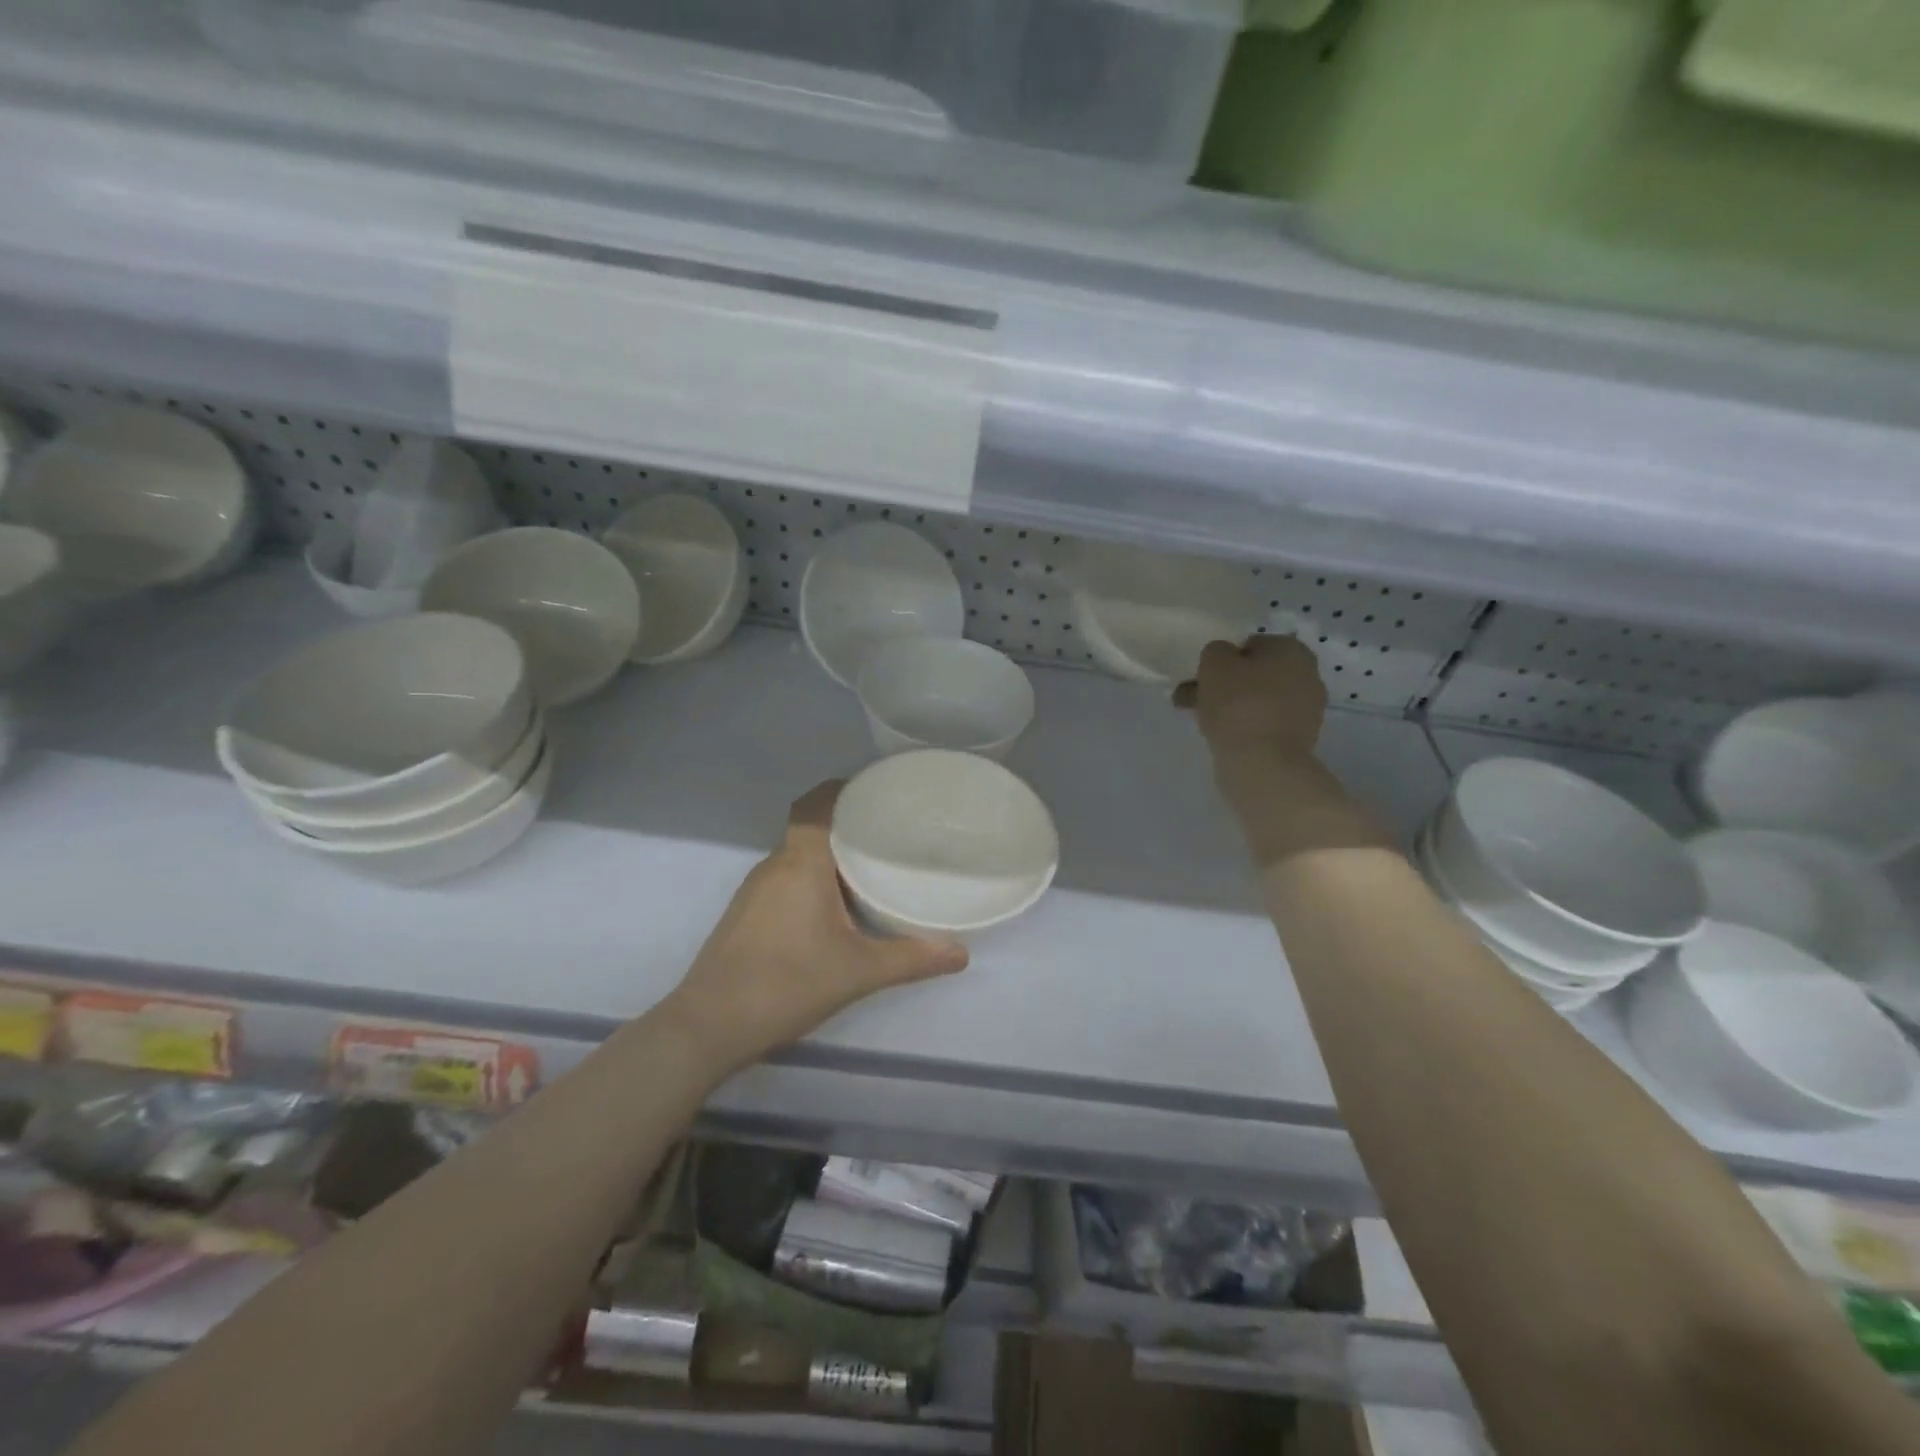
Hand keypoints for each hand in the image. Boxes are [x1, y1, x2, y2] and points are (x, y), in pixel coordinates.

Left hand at [667, 781, 969, 1072]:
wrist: (708, 1026)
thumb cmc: (787, 983)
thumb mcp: (859, 972)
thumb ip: (912, 958)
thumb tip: (961, 954)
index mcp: (801, 863)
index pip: (817, 804)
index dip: (843, 789)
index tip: (877, 791)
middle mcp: (774, 865)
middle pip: (811, 828)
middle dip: (847, 826)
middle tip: (890, 833)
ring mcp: (754, 890)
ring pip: (797, 856)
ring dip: (828, 856)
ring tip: (869, 867)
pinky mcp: (745, 914)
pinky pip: (784, 879)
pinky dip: (810, 879)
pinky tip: (832, 907)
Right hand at [1173, 634, 1326, 765]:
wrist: (1263, 763)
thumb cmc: (1239, 704)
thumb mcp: (1214, 662)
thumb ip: (1216, 651)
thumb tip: (1223, 658)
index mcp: (1291, 649)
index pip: (1250, 645)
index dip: (1224, 660)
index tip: (1203, 677)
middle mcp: (1307, 674)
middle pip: (1256, 674)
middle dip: (1226, 684)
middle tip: (1194, 699)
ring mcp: (1307, 709)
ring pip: (1258, 700)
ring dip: (1233, 706)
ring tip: (1201, 721)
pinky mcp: (1299, 738)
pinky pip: (1265, 724)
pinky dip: (1245, 727)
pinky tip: (1223, 737)